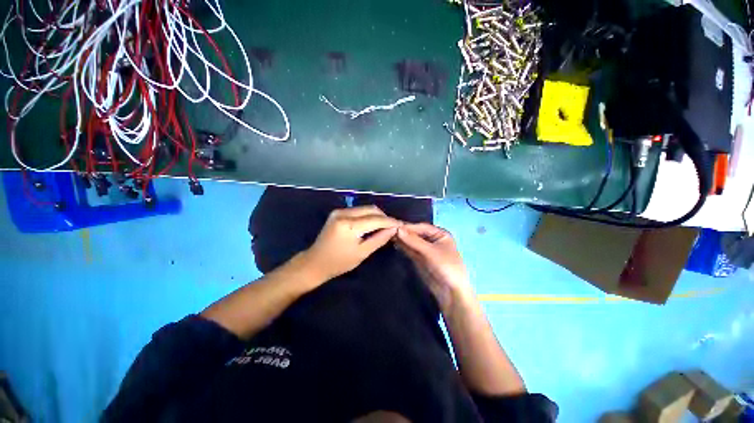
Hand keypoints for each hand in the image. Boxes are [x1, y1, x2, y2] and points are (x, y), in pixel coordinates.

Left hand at [300, 206, 401, 281]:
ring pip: (365, 209)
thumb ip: (379, 239)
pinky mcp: (337, 212)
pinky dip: (368, 216)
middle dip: (384, 217)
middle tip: (393, 227)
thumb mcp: (362, 253)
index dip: (390, 221)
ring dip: (376, 216)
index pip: (375, 219)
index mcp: (349, 225)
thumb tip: (394, 229)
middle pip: (371, 209)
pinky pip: (358, 211)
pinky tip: (372, 224)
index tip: (401, 224)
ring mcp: (339, 211)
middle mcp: (343, 213)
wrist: (315, 262)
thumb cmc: (339, 262)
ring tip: (385, 226)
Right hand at [396, 223, 472, 310]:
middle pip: (416, 234)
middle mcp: (433, 240)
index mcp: (440, 234)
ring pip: (412, 242)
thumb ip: (414, 241)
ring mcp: (426, 250)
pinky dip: (404, 247)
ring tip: (389, 236)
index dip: (409, 227)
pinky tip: (395, 244)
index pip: (422, 227)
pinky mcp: (421, 259)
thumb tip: (398, 230)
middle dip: (405, 233)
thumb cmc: (446, 267)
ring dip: (403, 240)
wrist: (451, 293)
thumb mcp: (430, 252)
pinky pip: (411, 250)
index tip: (395, 226)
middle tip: (390, 231)